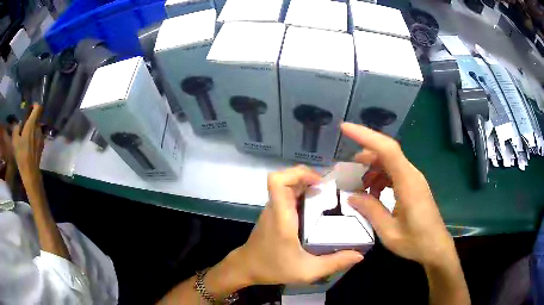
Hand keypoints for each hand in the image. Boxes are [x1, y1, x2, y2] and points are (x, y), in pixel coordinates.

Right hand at [12, 104, 43, 175]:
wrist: (30, 171)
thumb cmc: (21, 154)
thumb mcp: (15, 140)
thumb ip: (16, 128)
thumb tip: (19, 124)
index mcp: (32, 124)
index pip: (38, 108)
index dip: (35, 105)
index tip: (30, 108)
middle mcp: (38, 128)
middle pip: (37, 118)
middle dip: (31, 120)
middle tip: (25, 126)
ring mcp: (41, 137)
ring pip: (37, 128)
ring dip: (33, 129)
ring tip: (26, 137)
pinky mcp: (42, 145)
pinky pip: (38, 136)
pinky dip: (34, 137)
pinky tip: (29, 145)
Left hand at [234, 166, 362, 284]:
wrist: (247, 268)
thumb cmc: (273, 268)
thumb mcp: (307, 271)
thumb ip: (334, 263)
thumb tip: (359, 254)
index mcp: (281, 216)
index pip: (277, 181)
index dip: (298, 173)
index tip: (319, 183)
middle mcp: (276, 207)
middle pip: (287, 178)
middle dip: (310, 179)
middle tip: (331, 191)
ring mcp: (273, 209)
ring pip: (289, 186)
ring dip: (308, 186)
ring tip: (328, 198)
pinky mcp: (274, 214)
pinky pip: (289, 196)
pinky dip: (303, 196)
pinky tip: (317, 211)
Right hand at [342, 123, 454, 266]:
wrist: (436, 248)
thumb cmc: (416, 242)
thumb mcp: (389, 232)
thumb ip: (371, 210)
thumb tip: (351, 196)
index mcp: (408, 183)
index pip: (387, 150)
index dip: (365, 136)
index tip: (344, 128)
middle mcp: (412, 175)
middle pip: (387, 152)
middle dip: (365, 155)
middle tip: (347, 170)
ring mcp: (414, 179)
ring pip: (389, 162)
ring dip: (372, 169)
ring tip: (359, 187)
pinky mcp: (413, 186)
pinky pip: (394, 173)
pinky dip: (380, 178)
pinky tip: (373, 194)